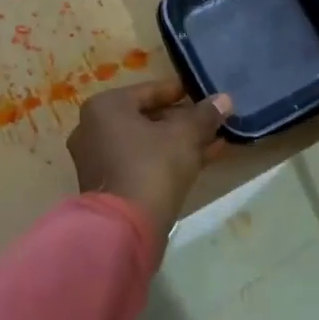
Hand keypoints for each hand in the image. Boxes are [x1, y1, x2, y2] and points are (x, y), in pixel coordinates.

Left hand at [68, 80, 232, 242]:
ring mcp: (98, 159)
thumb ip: (205, 115)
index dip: (181, 92)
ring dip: (179, 141)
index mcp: (106, 107)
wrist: (125, 229)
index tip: (205, 94)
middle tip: (212, 121)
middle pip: (147, 117)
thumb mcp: (185, 136)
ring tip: (215, 141)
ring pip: (147, 142)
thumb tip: (225, 99)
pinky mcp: (107, 186)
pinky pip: (141, 163)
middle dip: (183, 120)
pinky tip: (202, 160)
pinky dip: (167, 159)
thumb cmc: (152, 167)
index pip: (150, 90)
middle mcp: (94, 128)